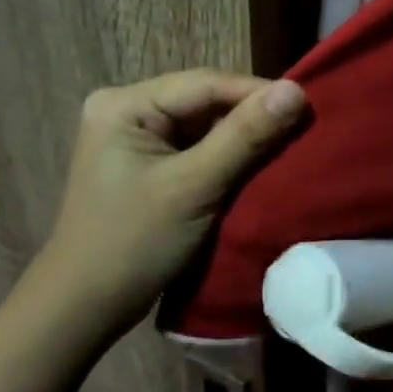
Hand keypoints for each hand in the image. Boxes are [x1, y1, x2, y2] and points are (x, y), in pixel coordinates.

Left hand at [27, 69, 307, 336]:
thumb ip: (245, 136)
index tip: (308, 107)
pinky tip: (256, 167)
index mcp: (125, 104)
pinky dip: (227, 158)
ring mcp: (134, 138)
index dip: (259, 93)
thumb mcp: (194, 186)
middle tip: (302, 129)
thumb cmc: (133, 243)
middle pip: (205, 101)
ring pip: (204, 125)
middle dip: (252, 116)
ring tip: (288, 146)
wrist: (84, 308)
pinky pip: (197, 148)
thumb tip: (296, 90)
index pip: (206, 83)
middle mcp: (126, 109)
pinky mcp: (146, 164)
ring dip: (243, 138)